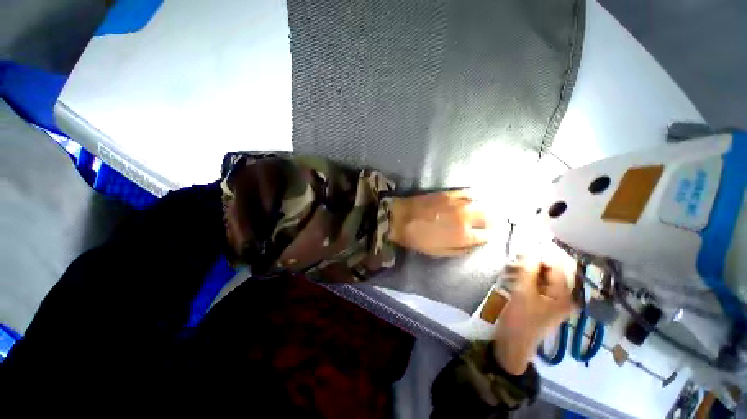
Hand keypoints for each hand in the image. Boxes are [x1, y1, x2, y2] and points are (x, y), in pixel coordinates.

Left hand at [388, 189, 487, 256]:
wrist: (401, 218)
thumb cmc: (418, 238)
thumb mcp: (439, 252)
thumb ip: (460, 250)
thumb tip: (474, 244)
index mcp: (463, 235)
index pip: (487, 236)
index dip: (488, 237)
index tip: (486, 236)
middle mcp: (465, 217)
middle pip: (490, 218)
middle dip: (492, 222)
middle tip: (490, 224)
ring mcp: (458, 202)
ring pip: (482, 204)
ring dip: (486, 209)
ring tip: (484, 212)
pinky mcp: (450, 193)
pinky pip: (469, 192)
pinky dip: (475, 197)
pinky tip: (473, 200)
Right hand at [493, 252, 576, 374]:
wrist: (513, 345)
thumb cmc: (520, 319)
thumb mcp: (523, 292)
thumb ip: (528, 270)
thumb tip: (530, 250)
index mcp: (564, 295)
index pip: (555, 267)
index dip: (539, 256)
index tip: (521, 250)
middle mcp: (563, 298)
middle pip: (549, 273)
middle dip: (531, 264)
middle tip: (513, 260)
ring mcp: (552, 302)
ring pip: (541, 279)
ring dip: (526, 271)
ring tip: (509, 268)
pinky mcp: (541, 305)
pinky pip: (536, 286)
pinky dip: (525, 279)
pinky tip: (512, 278)